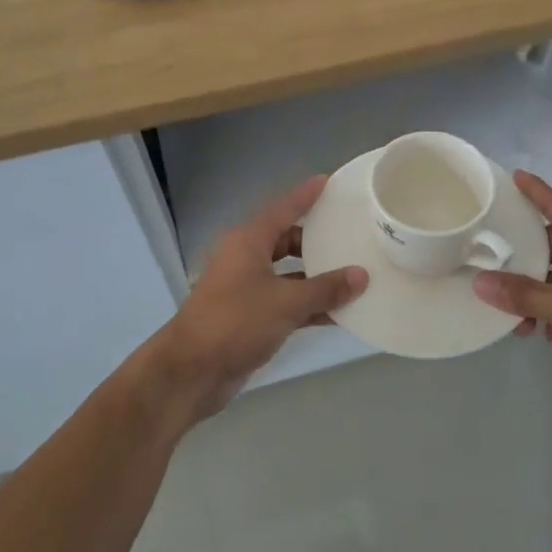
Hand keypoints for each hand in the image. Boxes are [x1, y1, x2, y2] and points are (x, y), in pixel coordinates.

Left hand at [155, 175, 367, 421]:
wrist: (191, 371)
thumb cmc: (235, 323)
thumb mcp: (286, 303)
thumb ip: (325, 288)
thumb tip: (361, 276)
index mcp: (247, 242)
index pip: (282, 209)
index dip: (305, 195)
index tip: (328, 180)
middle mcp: (245, 259)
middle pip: (285, 240)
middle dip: (316, 239)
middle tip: (349, 234)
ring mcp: (245, 289)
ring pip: (287, 274)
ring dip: (316, 277)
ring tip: (354, 275)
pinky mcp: (249, 317)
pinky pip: (285, 302)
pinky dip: (308, 305)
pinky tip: (338, 313)